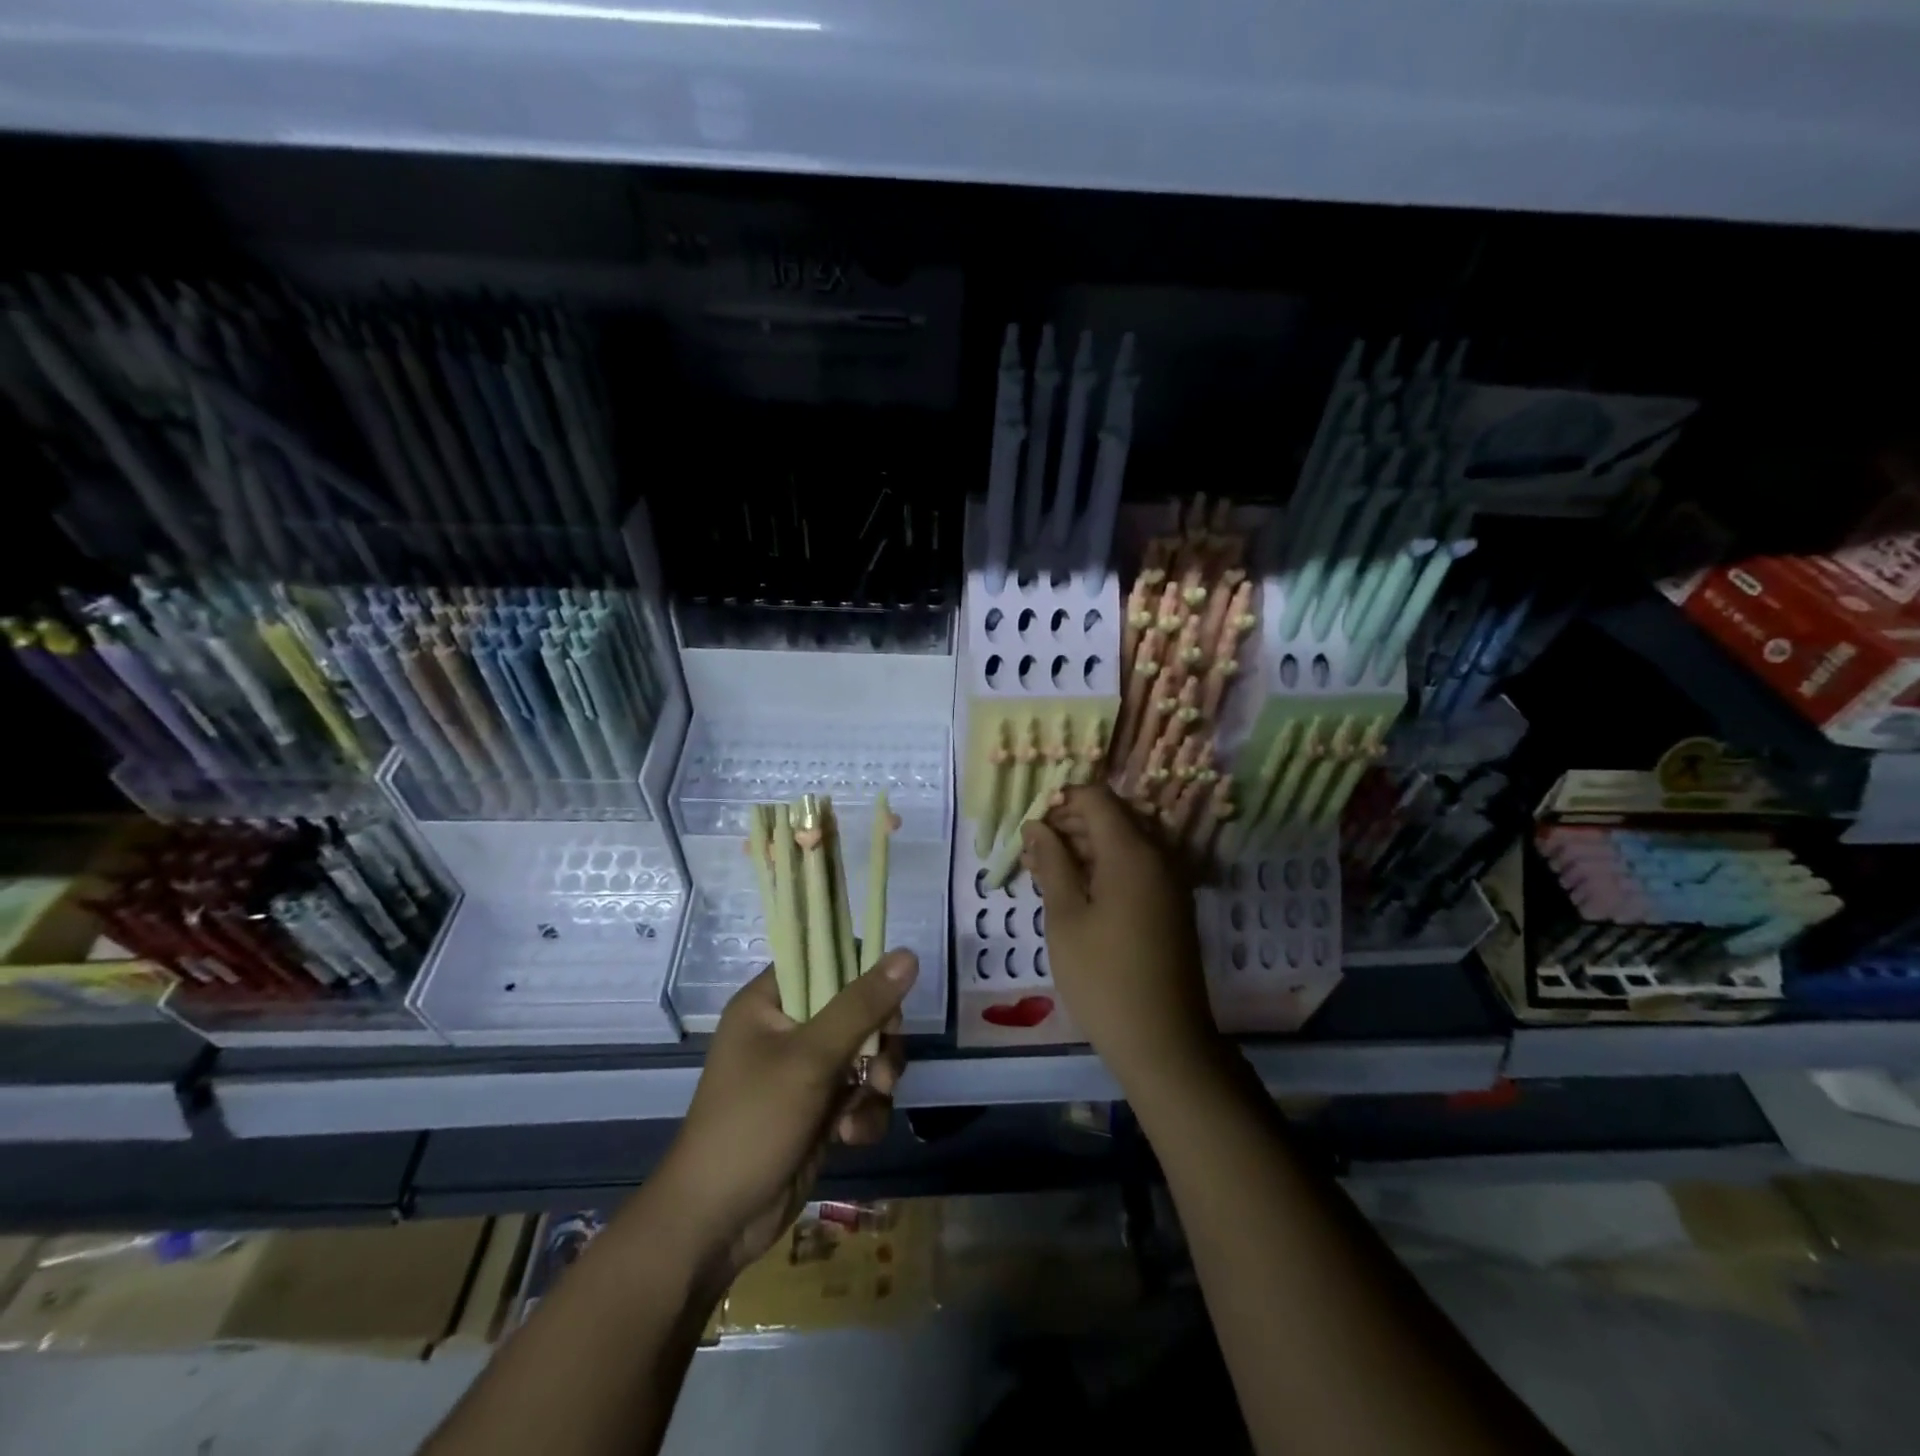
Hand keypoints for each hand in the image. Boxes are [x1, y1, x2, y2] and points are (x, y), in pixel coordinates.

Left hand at [647, 950, 915, 1287]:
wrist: (717, 1224)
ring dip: (877, 1077)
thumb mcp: (811, 1058)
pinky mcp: (819, 1109)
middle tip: (881, 1061)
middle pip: (856, 1007)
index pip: (824, 958)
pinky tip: (851, 1136)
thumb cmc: (753, 1124)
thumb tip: (908, 953)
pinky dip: (864, 1112)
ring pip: (865, 1051)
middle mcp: (786, 1028)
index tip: (886, 998)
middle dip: (878, 1036)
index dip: (861, 971)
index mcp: (768, 1002)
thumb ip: (861, 1005)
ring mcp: (804, 1071)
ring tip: (870, 1101)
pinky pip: (860, 1093)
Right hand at [1021, 785, 1220, 1090]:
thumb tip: (1037, 825)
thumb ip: (1052, 862)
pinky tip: (1076, 892)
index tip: (1031, 826)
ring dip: (1085, 847)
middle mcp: (1158, 855)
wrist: (1162, 1040)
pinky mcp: (1172, 904)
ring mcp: (1170, 881)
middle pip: (1113, 817)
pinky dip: (1106, 868)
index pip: (1097, 798)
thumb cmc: (1102, 976)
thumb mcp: (1065, 917)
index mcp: (1132, 851)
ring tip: (1045, 873)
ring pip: (1124, 842)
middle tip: (1033, 853)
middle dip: (1070, 825)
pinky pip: (1137, 867)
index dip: (1061, 801)